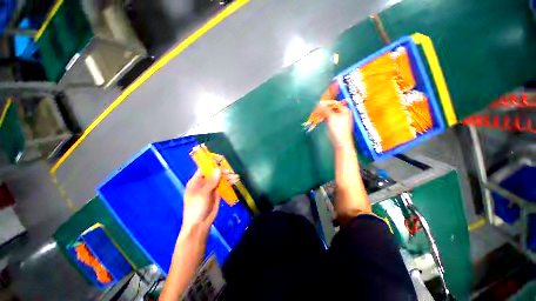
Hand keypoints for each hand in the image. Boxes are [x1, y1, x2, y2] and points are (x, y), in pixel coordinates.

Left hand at [182, 166, 239, 230]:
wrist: (199, 224)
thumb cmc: (196, 208)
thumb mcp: (202, 194)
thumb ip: (211, 181)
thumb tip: (218, 169)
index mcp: (196, 181)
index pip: (204, 168)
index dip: (212, 162)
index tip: (221, 158)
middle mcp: (204, 182)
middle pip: (214, 173)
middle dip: (223, 171)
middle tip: (231, 172)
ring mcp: (211, 187)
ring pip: (221, 179)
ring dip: (228, 177)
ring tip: (236, 177)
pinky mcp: (217, 193)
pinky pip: (224, 185)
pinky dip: (229, 182)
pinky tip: (235, 181)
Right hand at [316, 99, 353, 148]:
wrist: (340, 142)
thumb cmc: (338, 129)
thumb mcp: (332, 117)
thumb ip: (325, 110)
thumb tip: (319, 103)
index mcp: (344, 110)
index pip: (334, 103)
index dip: (326, 103)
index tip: (318, 104)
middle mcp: (342, 113)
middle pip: (331, 108)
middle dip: (323, 109)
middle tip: (316, 110)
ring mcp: (338, 119)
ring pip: (328, 113)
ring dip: (322, 113)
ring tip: (316, 115)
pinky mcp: (334, 124)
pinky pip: (328, 118)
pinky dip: (323, 118)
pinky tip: (319, 119)